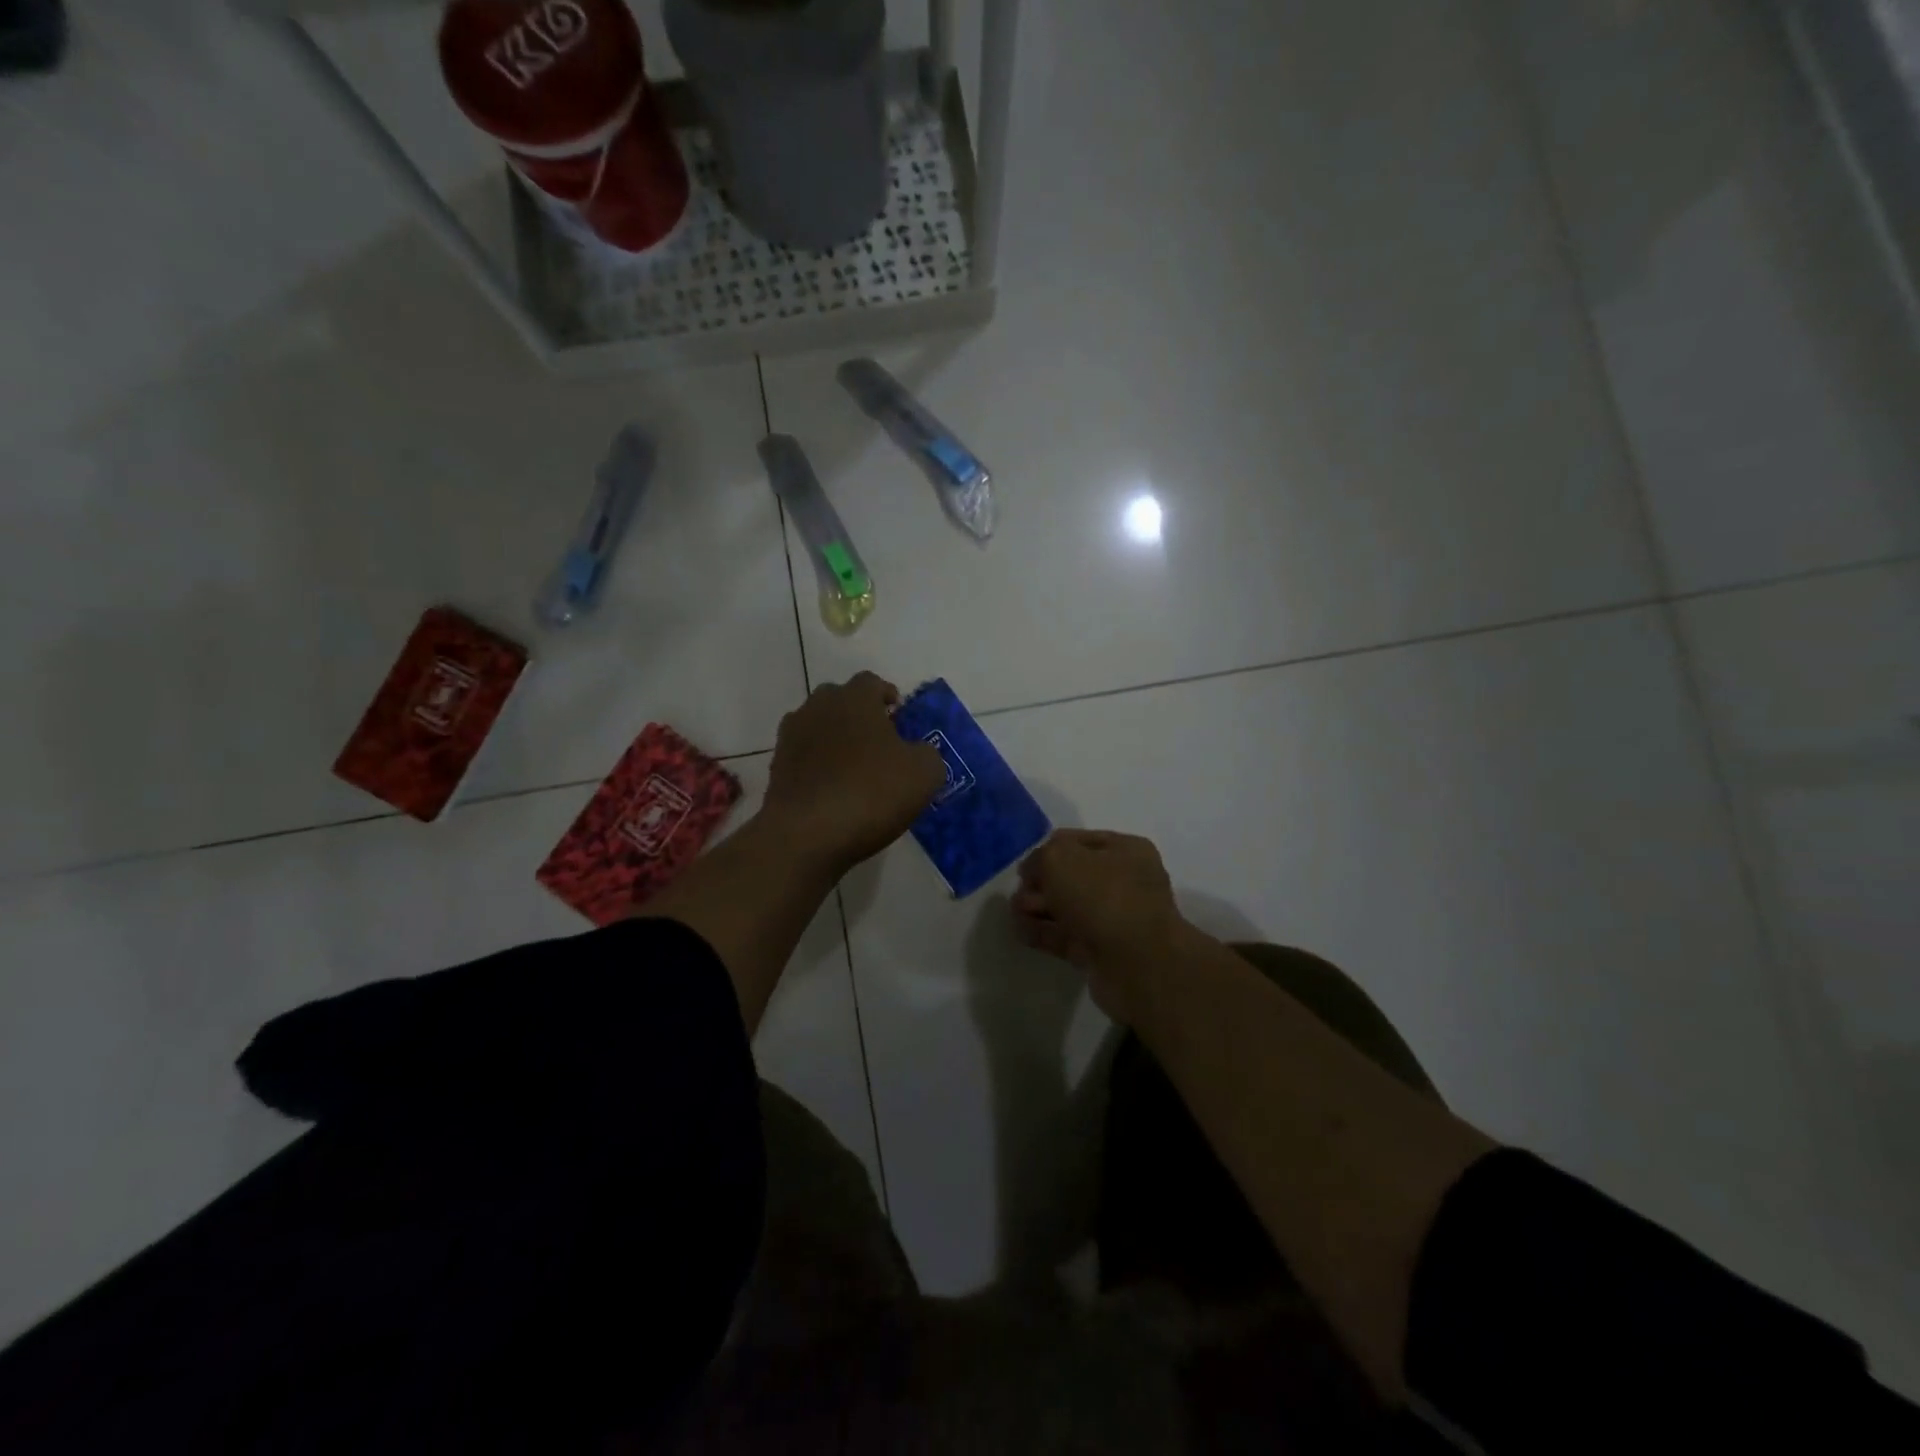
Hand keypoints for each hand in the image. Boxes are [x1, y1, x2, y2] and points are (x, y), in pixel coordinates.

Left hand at [762, 673, 946, 875]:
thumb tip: (918, 752)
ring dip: (836, 741)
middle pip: (841, 701)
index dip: (888, 697)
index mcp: (855, 698)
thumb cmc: (871, 792)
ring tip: (855, 769)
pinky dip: (818, 767)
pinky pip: (804, 757)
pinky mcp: (776, 767)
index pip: (872, 682)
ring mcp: (792, 736)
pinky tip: (833, 791)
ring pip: (819, 727)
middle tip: (879, 743)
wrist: (807, 834)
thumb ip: (927, 753)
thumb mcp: (924, 774)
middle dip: (860, 716)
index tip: (899, 717)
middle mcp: (818, 706)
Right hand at [1013, 829, 1192, 1020]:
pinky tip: (1020, 931)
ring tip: (1015, 912)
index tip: (1023, 866)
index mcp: (1126, 850)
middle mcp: (1124, 882)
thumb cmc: (1103, 897)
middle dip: (1041, 882)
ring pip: (1067, 907)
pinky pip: (1066, 936)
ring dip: (1038, 907)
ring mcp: (1114, 919)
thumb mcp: (1061, 859)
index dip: (1047, 850)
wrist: (1137, 964)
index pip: (1077, 841)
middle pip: (1071, 876)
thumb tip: (1033, 870)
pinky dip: (1043, 932)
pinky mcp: (1102, 952)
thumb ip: (1040, 857)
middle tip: (1019, 893)